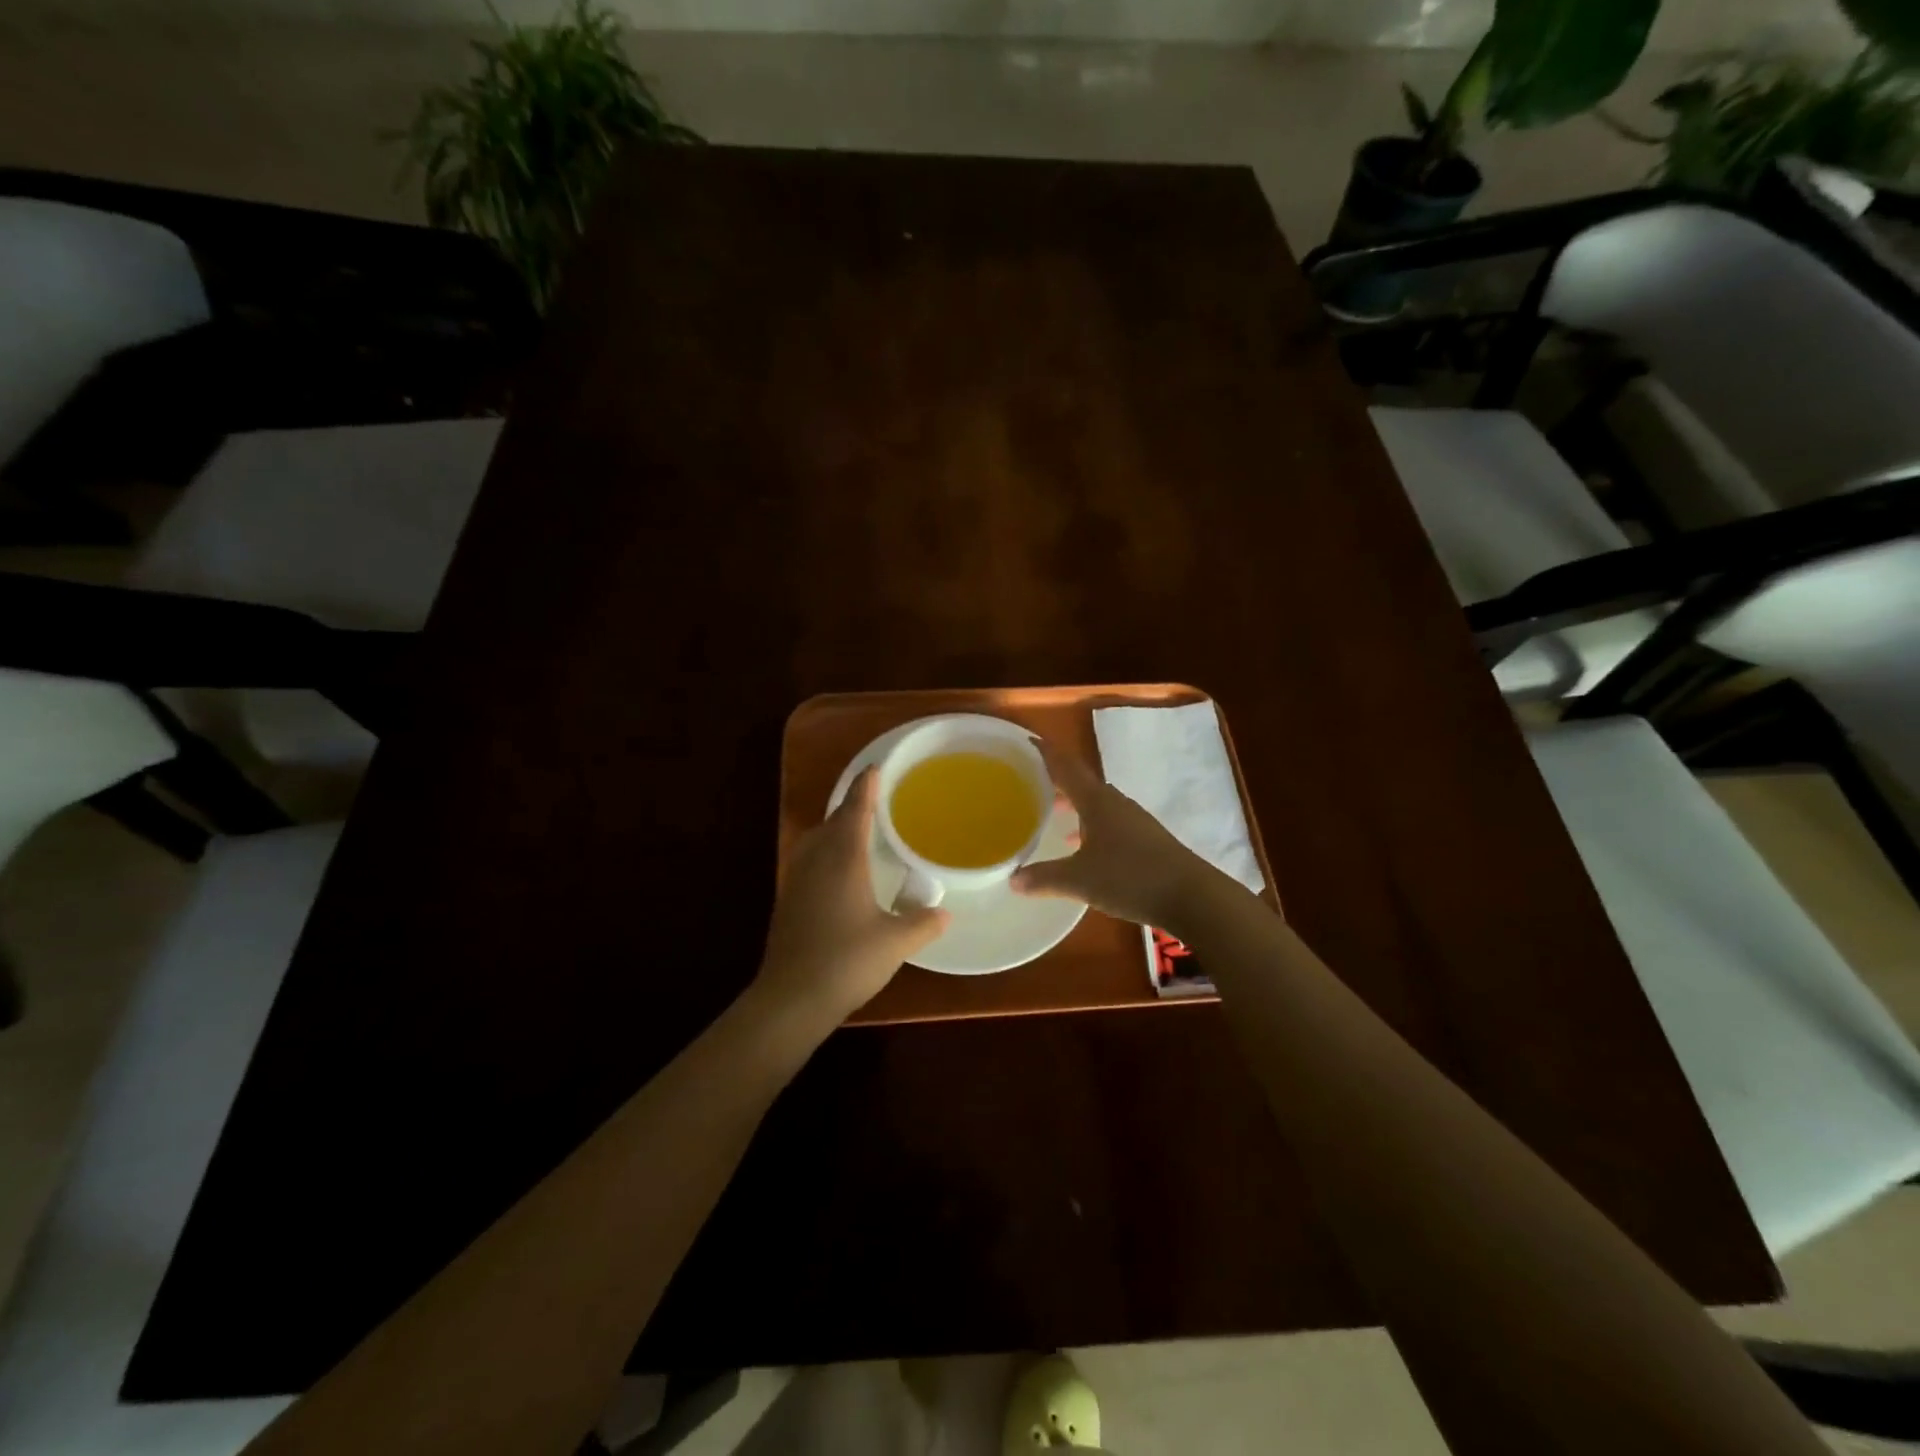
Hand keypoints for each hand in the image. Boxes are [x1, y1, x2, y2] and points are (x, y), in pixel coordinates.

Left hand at [754, 767, 949, 1028]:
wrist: (791, 998)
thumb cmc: (846, 961)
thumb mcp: (895, 942)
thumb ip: (922, 923)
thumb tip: (945, 913)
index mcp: (843, 859)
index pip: (855, 810)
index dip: (866, 787)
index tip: (876, 768)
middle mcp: (817, 861)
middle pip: (833, 821)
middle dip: (852, 806)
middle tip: (876, 800)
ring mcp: (797, 880)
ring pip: (817, 840)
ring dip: (836, 829)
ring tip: (858, 831)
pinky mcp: (788, 900)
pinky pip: (809, 860)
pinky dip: (826, 851)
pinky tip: (839, 871)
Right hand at [1011, 736, 1229, 932]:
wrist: (1192, 896)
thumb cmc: (1131, 878)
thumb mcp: (1079, 880)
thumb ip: (1044, 877)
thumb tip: (1012, 879)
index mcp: (1097, 801)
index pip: (1067, 768)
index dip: (1047, 753)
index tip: (1028, 740)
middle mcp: (1116, 803)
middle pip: (1082, 783)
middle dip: (1058, 779)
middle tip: (1032, 780)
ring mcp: (1135, 821)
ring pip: (1097, 803)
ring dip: (1075, 804)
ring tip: (1054, 812)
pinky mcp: (1147, 840)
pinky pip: (1110, 822)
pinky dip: (1091, 826)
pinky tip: (1083, 847)